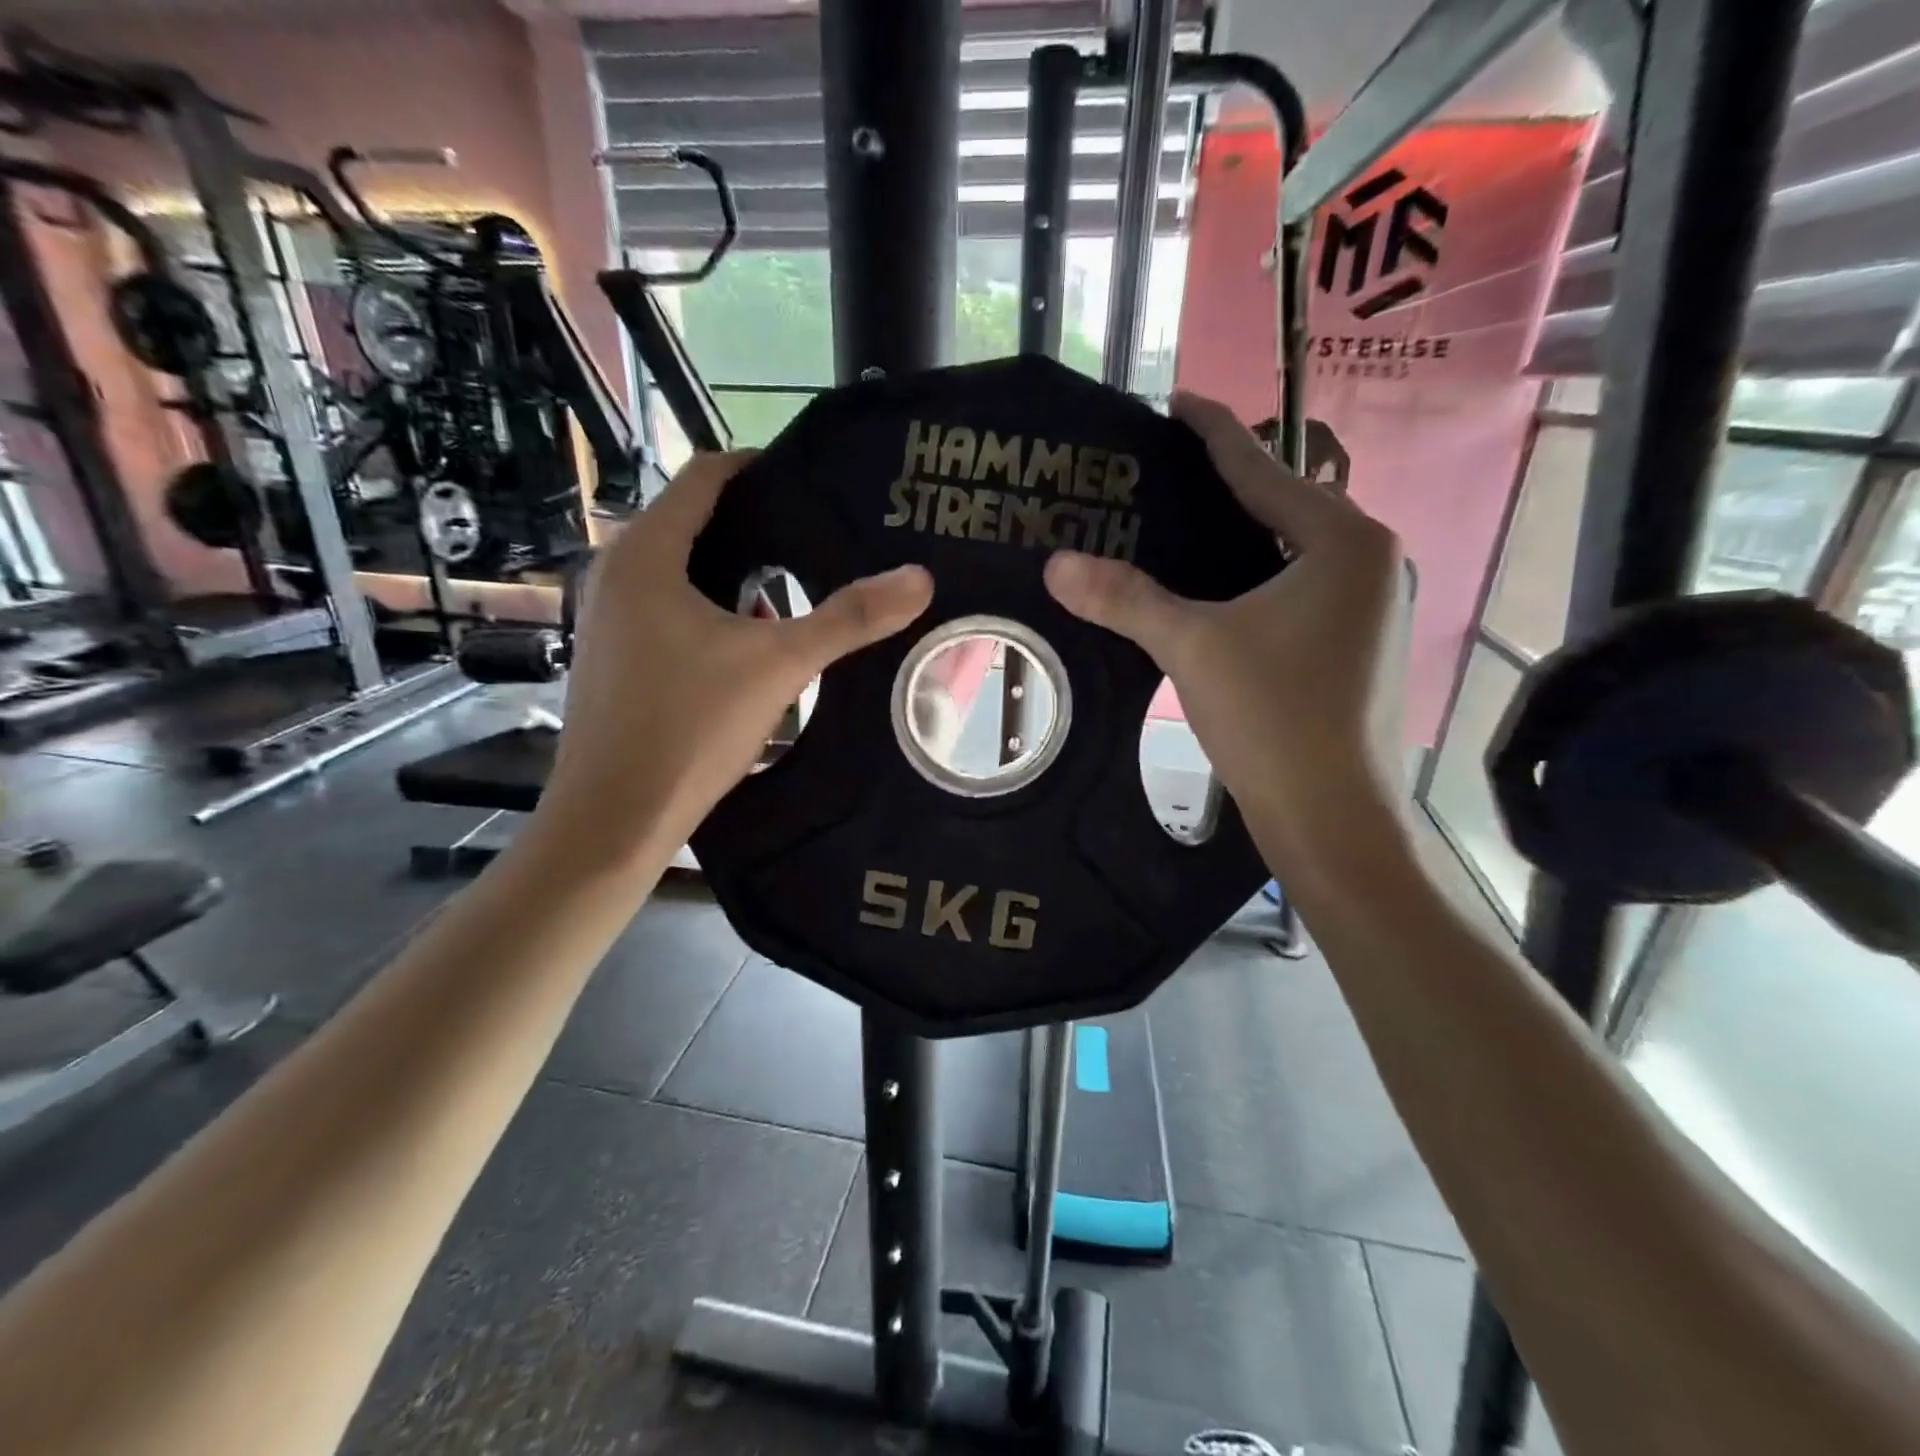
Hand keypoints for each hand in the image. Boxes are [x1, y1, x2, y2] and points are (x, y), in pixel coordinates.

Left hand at [537, 452, 932, 865]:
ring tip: (796, 587)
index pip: (704, 476)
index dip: (759, 469)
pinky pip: (668, 609)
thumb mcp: (780, 665)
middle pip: (694, 523)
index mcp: (645, 555)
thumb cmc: (688, 728)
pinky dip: (711, 608)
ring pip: (681, 572)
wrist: (614, 818)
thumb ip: (850, 619)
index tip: (813, 483)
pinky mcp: (612, 657)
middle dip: (756, 525)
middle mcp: (615, 574)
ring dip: (736, 573)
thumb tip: (919, 577)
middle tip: (818, 536)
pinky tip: (751, 641)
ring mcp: (606, 619)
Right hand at [1043, 391, 1410, 877]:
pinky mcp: (1356, 644)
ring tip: (1178, 523)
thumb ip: (1125, 598)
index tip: (1175, 402)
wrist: (1331, 814)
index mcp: (1342, 540)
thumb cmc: (1272, 717)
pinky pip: (1295, 588)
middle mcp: (1369, 560)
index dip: (1212, 433)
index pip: (1262, 469)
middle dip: (1223, 485)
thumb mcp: (1191, 646)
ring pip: (1290, 551)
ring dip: (1238, 535)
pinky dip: (1252, 578)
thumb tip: (1056, 564)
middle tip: (1161, 472)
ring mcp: (1369, 606)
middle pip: (1281, 505)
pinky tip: (1212, 589)